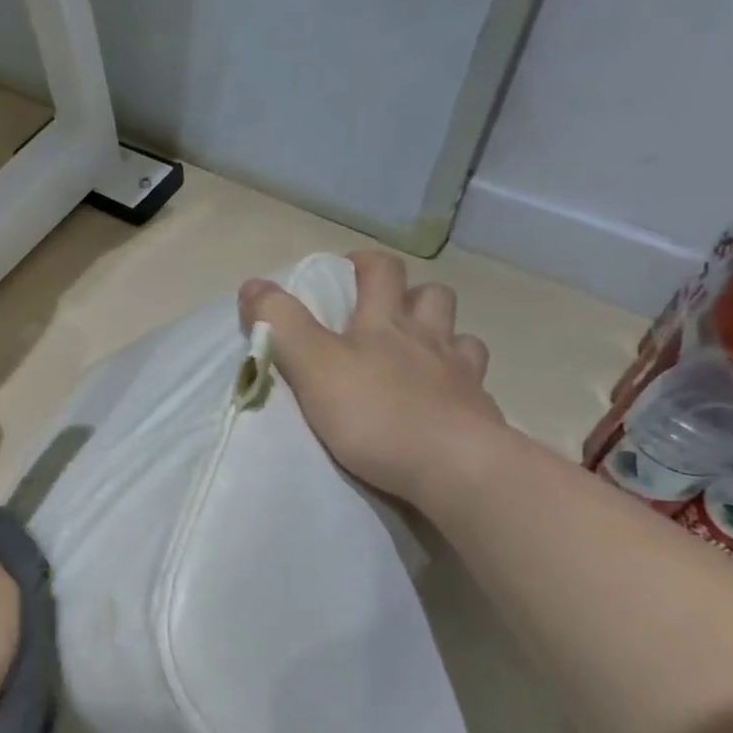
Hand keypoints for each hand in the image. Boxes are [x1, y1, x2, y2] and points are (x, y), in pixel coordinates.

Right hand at [239, 250, 505, 508]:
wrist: (454, 468)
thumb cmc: (376, 414)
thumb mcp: (312, 366)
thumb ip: (281, 324)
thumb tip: (251, 284)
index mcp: (385, 323)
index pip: (382, 271)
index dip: (363, 264)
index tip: (343, 272)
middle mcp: (428, 338)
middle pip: (431, 296)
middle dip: (409, 293)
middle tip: (383, 313)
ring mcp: (461, 375)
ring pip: (460, 336)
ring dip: (440, 334)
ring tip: (418, 353)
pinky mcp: (480, 413)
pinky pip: (475, 383)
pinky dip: (460, 381)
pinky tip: (444, 397)